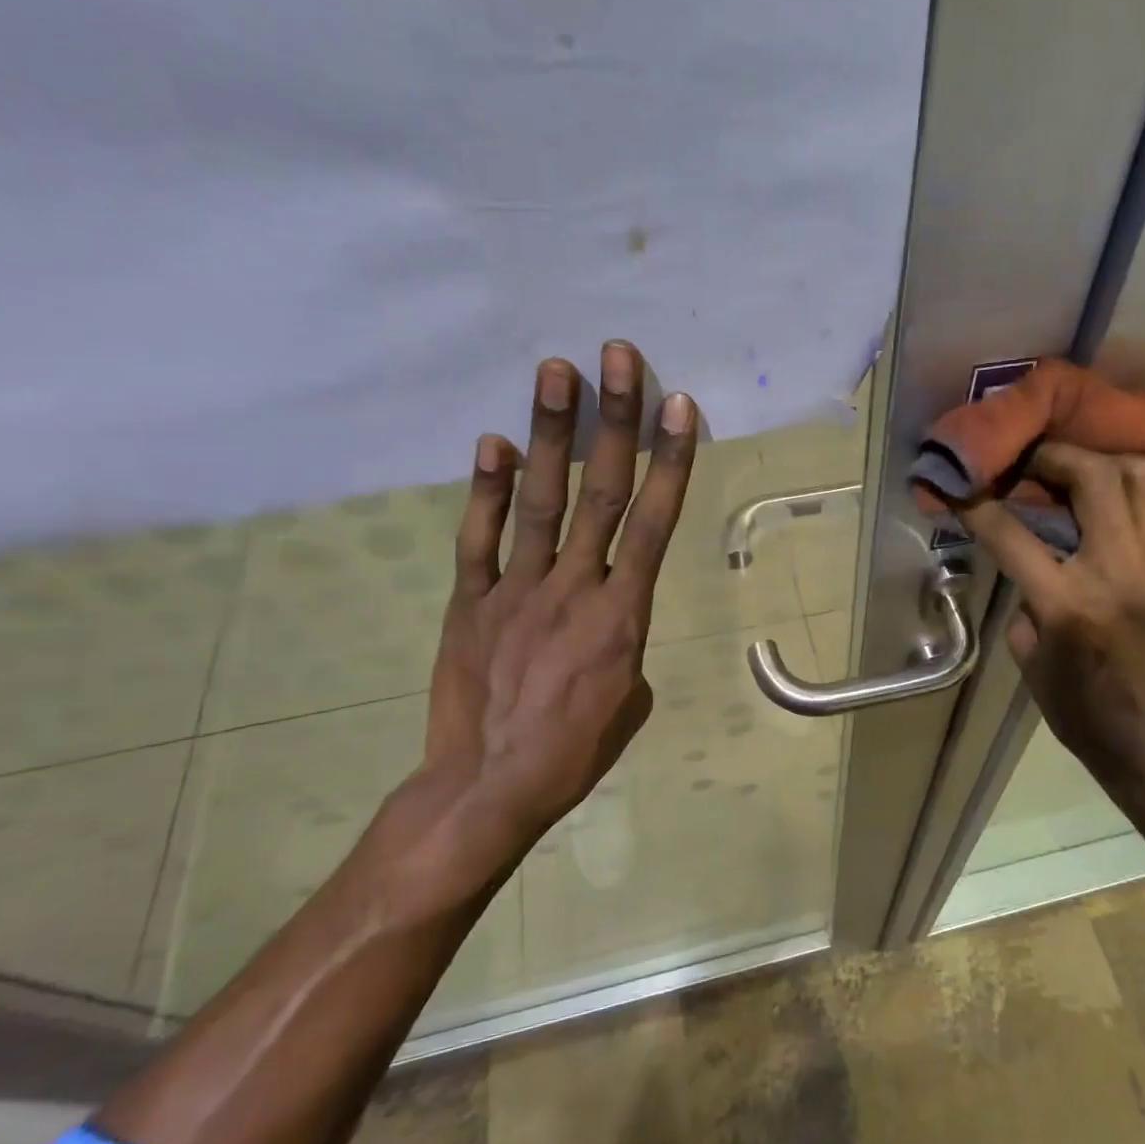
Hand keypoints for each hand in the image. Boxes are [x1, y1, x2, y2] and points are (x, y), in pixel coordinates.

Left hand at [419, 339, 695, 876]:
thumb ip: (626, 640)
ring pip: (541, 502)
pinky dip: (487, 491)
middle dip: (612, 421)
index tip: (675, 406)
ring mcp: (516, 590)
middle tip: (616, 356)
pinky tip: (493, 444)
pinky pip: (478, 539)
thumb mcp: (631, 699)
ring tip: (555, 372)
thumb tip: (610, 610)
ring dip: (550, 434)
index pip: (654, 524)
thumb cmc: (576, 750)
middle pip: (601, 493)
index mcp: (623, 614)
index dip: (667, 461)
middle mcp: (573, 587)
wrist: (490, 786)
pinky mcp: (468, 602)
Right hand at [956, 444, 1144, 794]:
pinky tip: (1102, 492)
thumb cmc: (1077, 707)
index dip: (977, 503)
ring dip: (1102, 459)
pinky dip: (1127, 484)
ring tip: (1073, 467)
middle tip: (1027, 458)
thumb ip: (1024, 595)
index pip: (1013, 533)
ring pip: (1141, 475)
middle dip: (1052, 455)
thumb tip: (1027, 552)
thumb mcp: (1028, 654)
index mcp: (1068, 604)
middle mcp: (1117, 571)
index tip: (957, 482)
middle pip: (1092, 477)